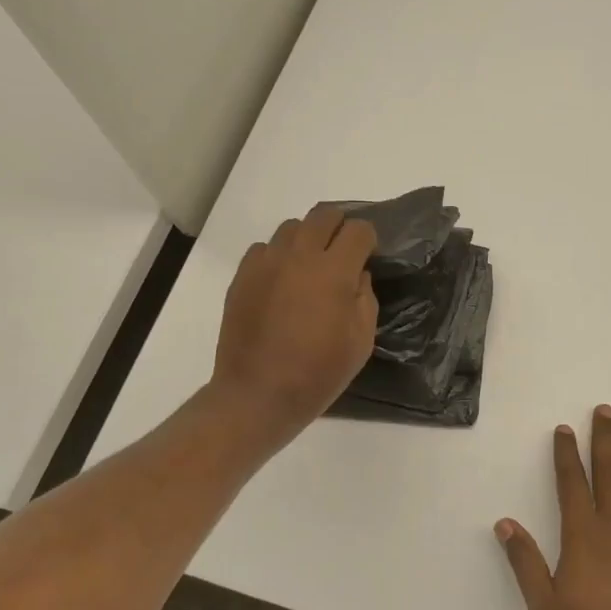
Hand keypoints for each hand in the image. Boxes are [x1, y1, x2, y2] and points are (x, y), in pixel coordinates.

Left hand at [210, 206, 378, 449]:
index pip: (358, 230)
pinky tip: (282, 282)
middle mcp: (299, 256)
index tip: (369, 256)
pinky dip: (278, 256)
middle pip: (324, 215)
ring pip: (292, 227)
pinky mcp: (242, 276)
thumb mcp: (361, 341)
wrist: (257, 394)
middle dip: (339, 227)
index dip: (368, 240)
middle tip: (343, 253)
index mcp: (334, 271)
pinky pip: (264, 249)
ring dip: (308, 239)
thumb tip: (356, 275)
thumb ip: (364, 298)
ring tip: (310, 266)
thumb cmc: (318, 373)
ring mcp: (266, 263)